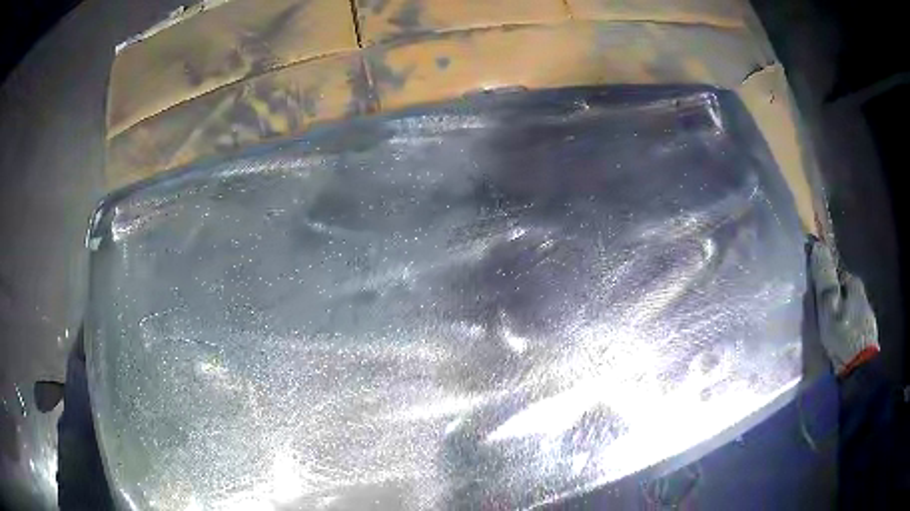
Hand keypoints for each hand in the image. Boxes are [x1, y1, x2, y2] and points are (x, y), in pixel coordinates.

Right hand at [809, 240, 878, 375]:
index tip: (816, 291)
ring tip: (831, 331)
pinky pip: (855, 324)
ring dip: (842, 314)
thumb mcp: (829, 308)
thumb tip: (817, 245)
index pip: (838, 272)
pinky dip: (848, 328)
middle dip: (835, 298)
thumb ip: (825, 279)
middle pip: (845, 291)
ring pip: (851, 308)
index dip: (827, 279)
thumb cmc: (843, 336)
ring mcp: (867, 315)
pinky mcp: (868, 334)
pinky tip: (841, 341)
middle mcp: (863, 294)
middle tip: (822, 315)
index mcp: (854, 283)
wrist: (860, 370)